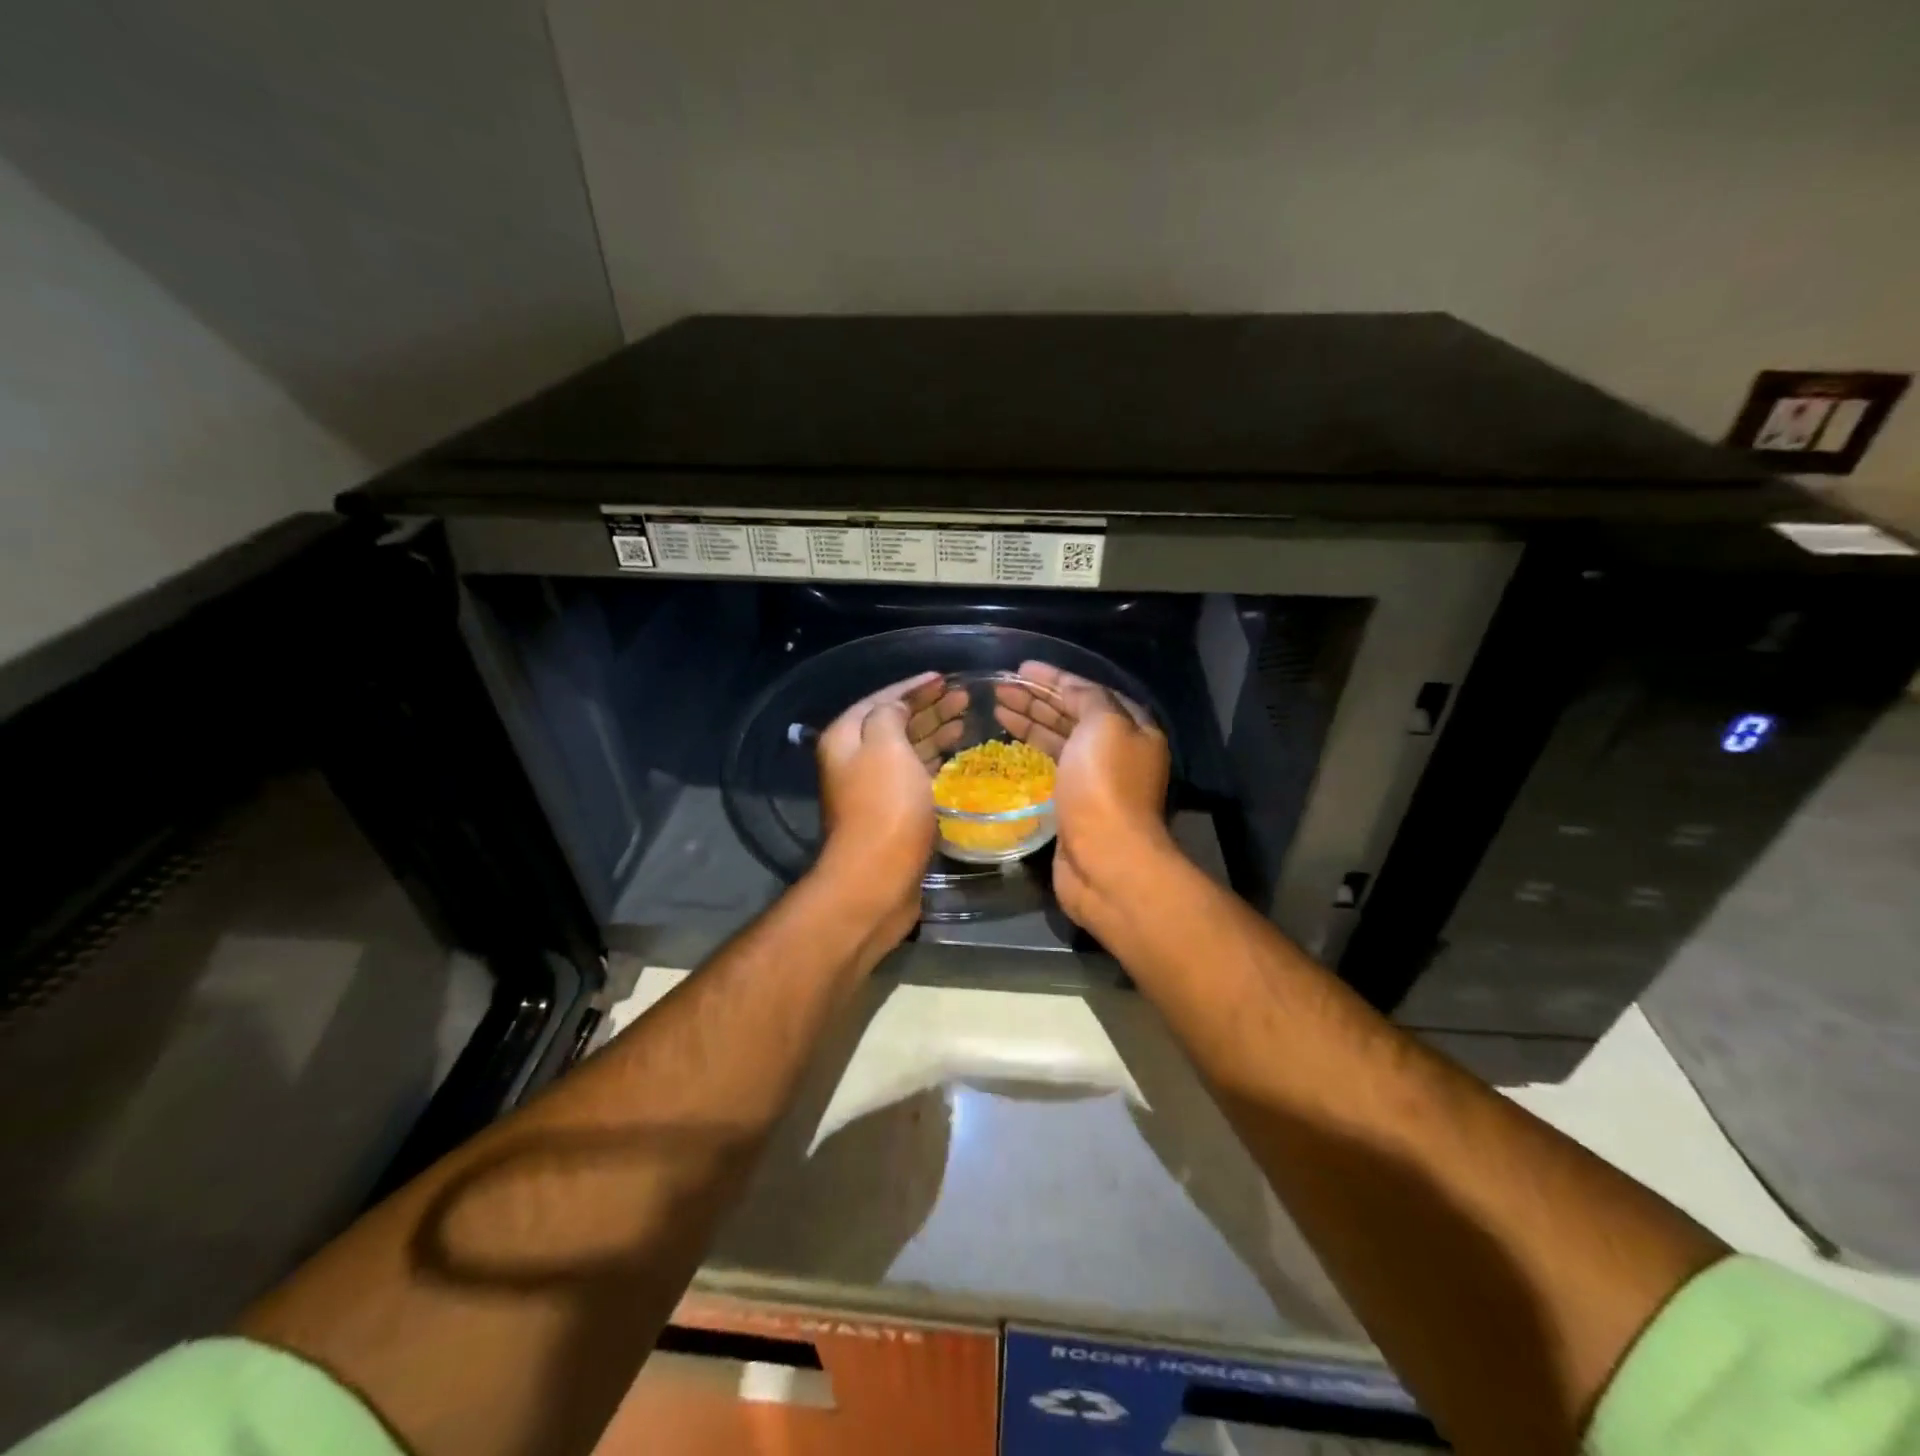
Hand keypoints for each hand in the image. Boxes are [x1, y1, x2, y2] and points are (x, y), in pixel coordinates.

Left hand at [814, 671, 966, 944]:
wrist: (877, 878)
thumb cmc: (884, 806)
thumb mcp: (885, 746)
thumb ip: (890, 715)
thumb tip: (896, 707)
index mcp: (846, 737)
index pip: (882, 699)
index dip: (912, 686)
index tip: (943, 677)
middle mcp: (855, 759)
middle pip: (895, 723)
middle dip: (928, 707)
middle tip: (963, 697)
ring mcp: (873, 788)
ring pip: (908, 749)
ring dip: (935, 732)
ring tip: (966, 720)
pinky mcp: (893, 812)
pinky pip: (916, 775)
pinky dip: (936, 761)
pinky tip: (957, 756)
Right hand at [993, 660, 1173, 935]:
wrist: (1105, 860)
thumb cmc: (1104, 786)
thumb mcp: (1103, 725)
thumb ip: (1087, 698)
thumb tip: (1069, 686)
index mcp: (1132, 728)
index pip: (1089, 692)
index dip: (1055, 677)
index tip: (1021, 667)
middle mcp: (1116, 751)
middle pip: (1071, 715)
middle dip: (1037, 698)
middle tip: (1000, 687)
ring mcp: (1094, 780)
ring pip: (1058, 741)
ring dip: (1029, 722)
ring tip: (997, 708)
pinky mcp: (1072, 805)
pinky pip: (1048, 768)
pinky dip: (1030, 752)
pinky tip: (1008, 744)